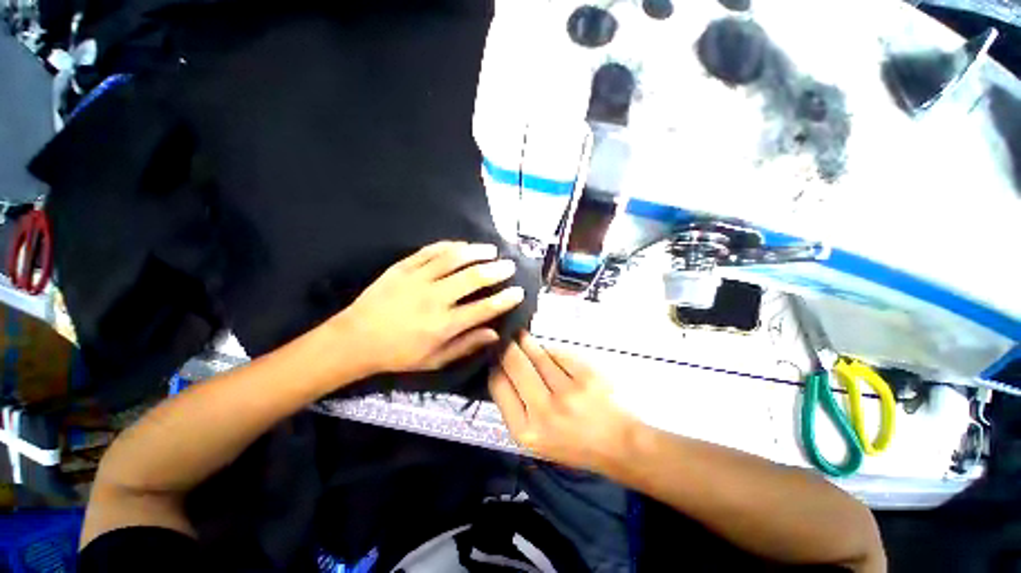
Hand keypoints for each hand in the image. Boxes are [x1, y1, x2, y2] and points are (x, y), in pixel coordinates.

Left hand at [333, 241, 524, 373]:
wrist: (358, 338)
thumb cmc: (397, 354)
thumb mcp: (433, 360)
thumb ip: (464, 346)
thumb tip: (493, 333)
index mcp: (444, 324)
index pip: (484, 308)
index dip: (505, 299)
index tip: (518, 292)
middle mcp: (435, 298)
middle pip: (474, 278)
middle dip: (496, 270)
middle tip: (509, 266)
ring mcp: (418, 279)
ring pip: (453, 258)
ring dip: (476, 252)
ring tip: (491, 249)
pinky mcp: (402, 267)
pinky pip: (430, 251)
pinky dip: (448, 246)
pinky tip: (460, 245)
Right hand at [489, 333, 642, 473]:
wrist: (619, 445)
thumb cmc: (577, 447)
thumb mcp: (537, 442)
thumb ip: (518, 413)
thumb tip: (504, 376)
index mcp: (525, 431)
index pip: (499, 388)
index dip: (495, 368)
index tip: (495, 359)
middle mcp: (543, 411)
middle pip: (516, 367)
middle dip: (508, 349)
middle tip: (506, 339)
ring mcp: (567, 392)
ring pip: (539, 357)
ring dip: (528, 344)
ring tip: (522, 337)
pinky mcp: (588, 377)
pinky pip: (562, 355)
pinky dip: (553, 350)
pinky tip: (548, 350)